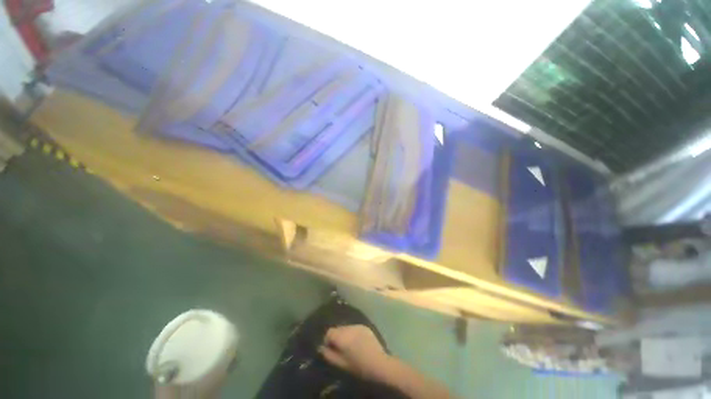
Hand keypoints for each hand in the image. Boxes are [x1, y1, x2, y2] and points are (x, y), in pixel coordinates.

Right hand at [319, 325, 391, 380]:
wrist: (378, 362)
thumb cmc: (358, 366)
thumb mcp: (341, 364)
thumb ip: (329, 355)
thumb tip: (321, 347)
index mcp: (342, 336)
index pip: (329, 332)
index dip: (327, 340)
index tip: (330, 349)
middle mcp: (349, 327)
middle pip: (338, 328)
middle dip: (336, 337)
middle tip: (340, 348)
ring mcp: (358, 325)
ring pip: (346, 327)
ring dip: (344, 334)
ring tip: (349, 346)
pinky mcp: (365, 326)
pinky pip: (354, 328)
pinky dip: (352, 333)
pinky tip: (357, 342)